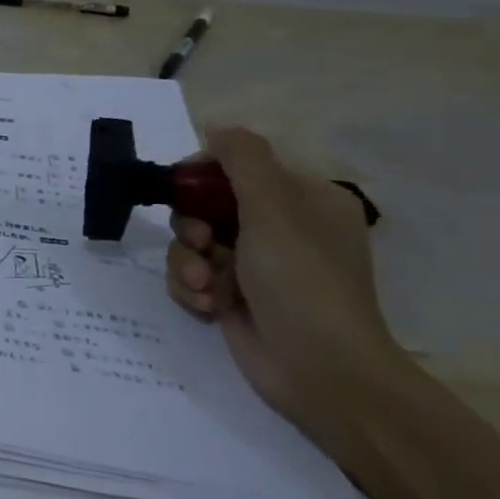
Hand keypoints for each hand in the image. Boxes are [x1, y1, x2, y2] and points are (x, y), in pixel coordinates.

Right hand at [166, 126, 401, 450]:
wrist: (318, 371)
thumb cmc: (301, 281)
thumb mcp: (274, 210)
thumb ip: (243, 160)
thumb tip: (216, 127)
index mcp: (301, 199)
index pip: (238, 166)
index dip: (202, 175)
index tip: (181, 190)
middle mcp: (278, 227)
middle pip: (205, 205)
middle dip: (191, 226)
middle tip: (200, 244)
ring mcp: (253, 265)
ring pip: (191, 243)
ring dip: (186, 262)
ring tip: (202, 287)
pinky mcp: (232, 296)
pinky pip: (190, 275)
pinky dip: (190, 288)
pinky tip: (206, 306)